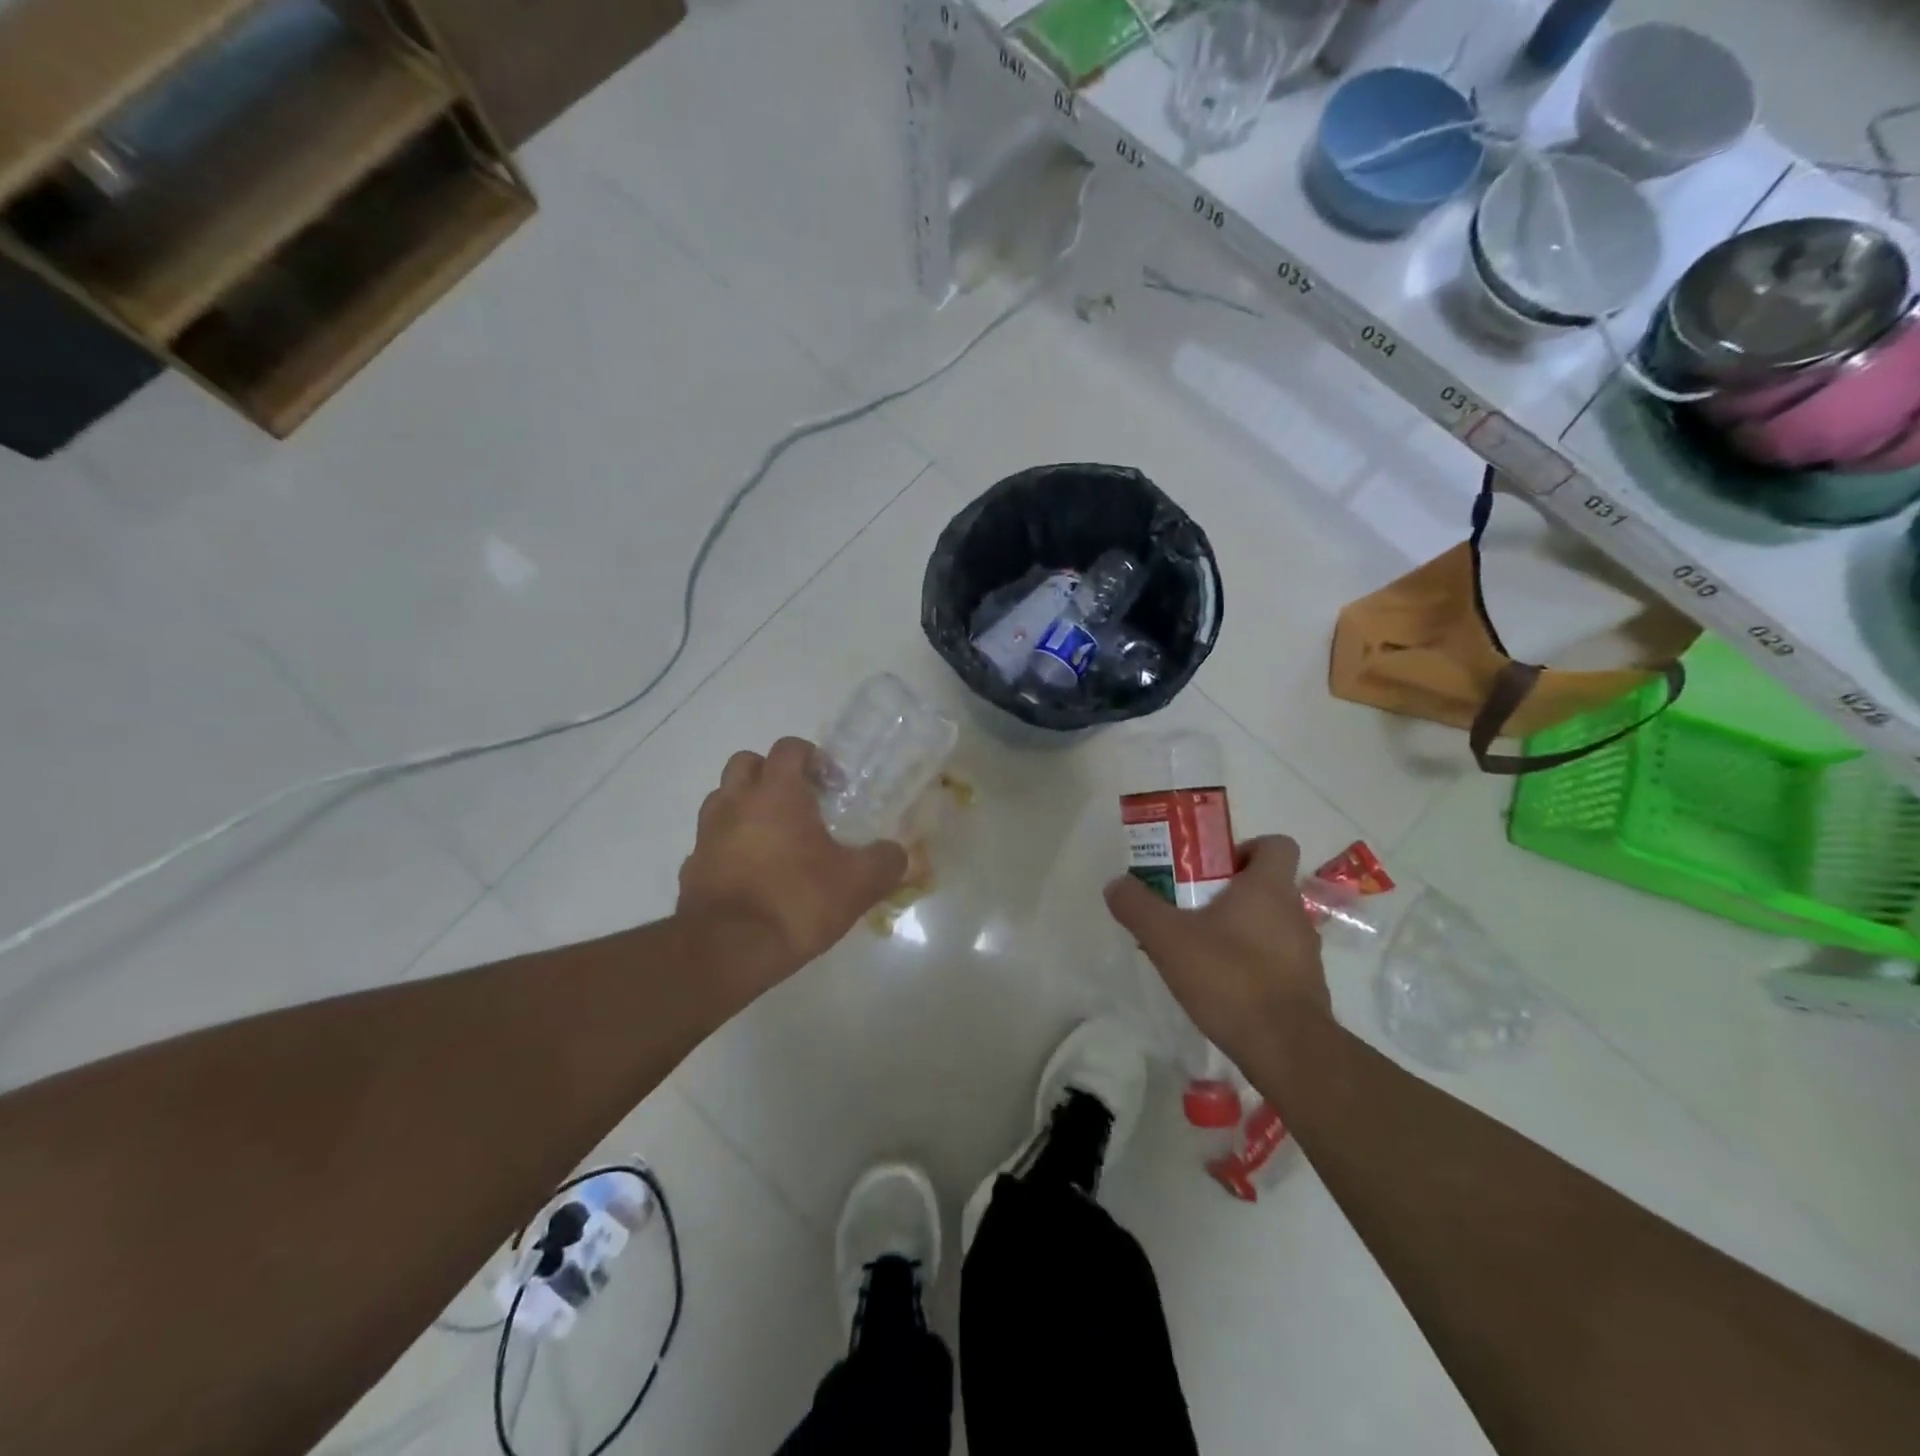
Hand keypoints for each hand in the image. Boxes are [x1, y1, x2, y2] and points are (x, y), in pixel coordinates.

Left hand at [678, 738, 906, 985]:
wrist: (728, 951)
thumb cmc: (796, 902)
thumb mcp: (857, 883)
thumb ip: (885, 862)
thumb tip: (896, 853)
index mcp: (776, 793)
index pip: (789, 748)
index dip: (813, 757)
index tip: (832, 785)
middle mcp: (735, 803)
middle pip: (745, 763)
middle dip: (771, 773)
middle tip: (798, 802)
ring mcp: (707, 834)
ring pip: (721, 800)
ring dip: (745, 806)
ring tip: (773, 837)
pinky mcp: (691, 867)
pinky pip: (710, 842)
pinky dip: (728, 846)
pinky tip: (750, 874)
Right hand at [1104, 835, 1330, 1069]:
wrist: (1287, 1050)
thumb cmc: (1230, 978)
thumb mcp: (1168, 939)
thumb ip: (1138, 907)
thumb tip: (1116, 884)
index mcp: (1268, 888)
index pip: (1276, 844)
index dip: (1246, 848)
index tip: (1213, 868)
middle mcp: (1294, 912)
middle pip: (1267, 885)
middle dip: (1229, 892)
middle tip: (1190, 907)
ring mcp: (1305, 952)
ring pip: (1270, 924)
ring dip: (1240, 929)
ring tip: (1199, 950)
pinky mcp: (1305, 987)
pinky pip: (1275, 960)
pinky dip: (1251, 963)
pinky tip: (1220, 985)